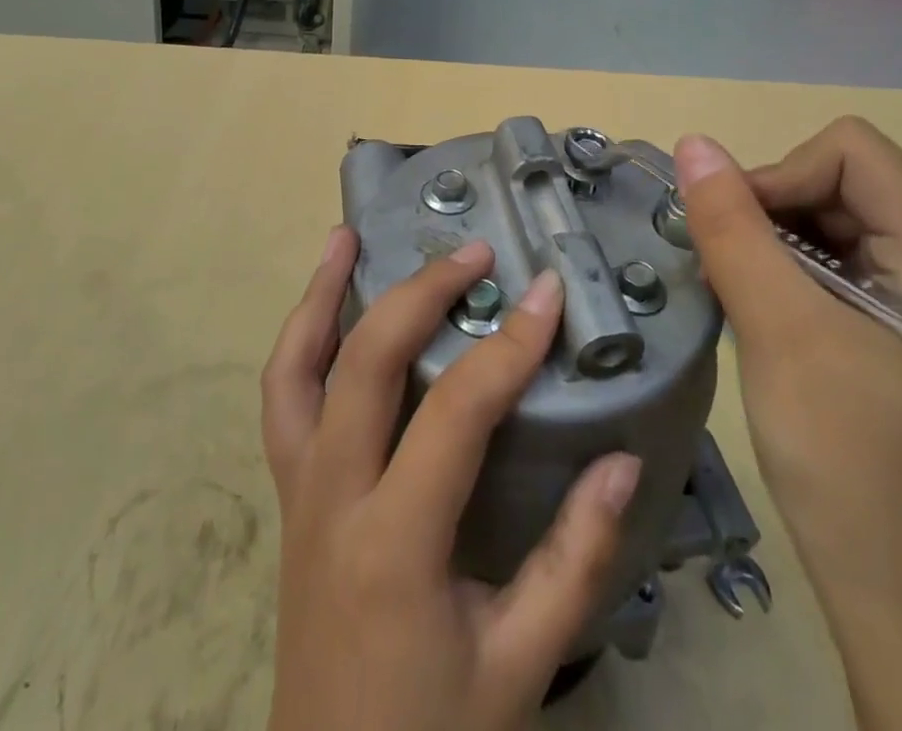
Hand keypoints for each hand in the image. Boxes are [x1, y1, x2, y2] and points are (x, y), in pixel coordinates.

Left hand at [262, 227, 643, 730]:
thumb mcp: (521, 665)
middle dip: (420, 293)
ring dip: (320, 295)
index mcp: (395, 543)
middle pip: (364, 363)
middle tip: (472, 253)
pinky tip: (322, 307)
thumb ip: (576, 561)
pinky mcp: (286, 495)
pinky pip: (280, 401)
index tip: (545, 291)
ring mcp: (296, 492)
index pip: (454, 413)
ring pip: (293, 370)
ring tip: (348, 236)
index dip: (507, 345)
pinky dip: (299, 341)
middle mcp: (331, 499)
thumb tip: (620, 460)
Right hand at [675, 119, 901, 610]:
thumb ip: (731, 226)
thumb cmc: (846, 455)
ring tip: (745, 298)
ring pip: (831, 214)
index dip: (779, 178)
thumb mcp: (777, 327)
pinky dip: (788, 268)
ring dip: (774, 242)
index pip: (849, 153)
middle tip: (734, 275)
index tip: (737, 240)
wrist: (899, 587)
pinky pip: (837, 255)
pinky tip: (767, 313)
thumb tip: (692, 142)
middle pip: (841, 178)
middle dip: (773, 212)